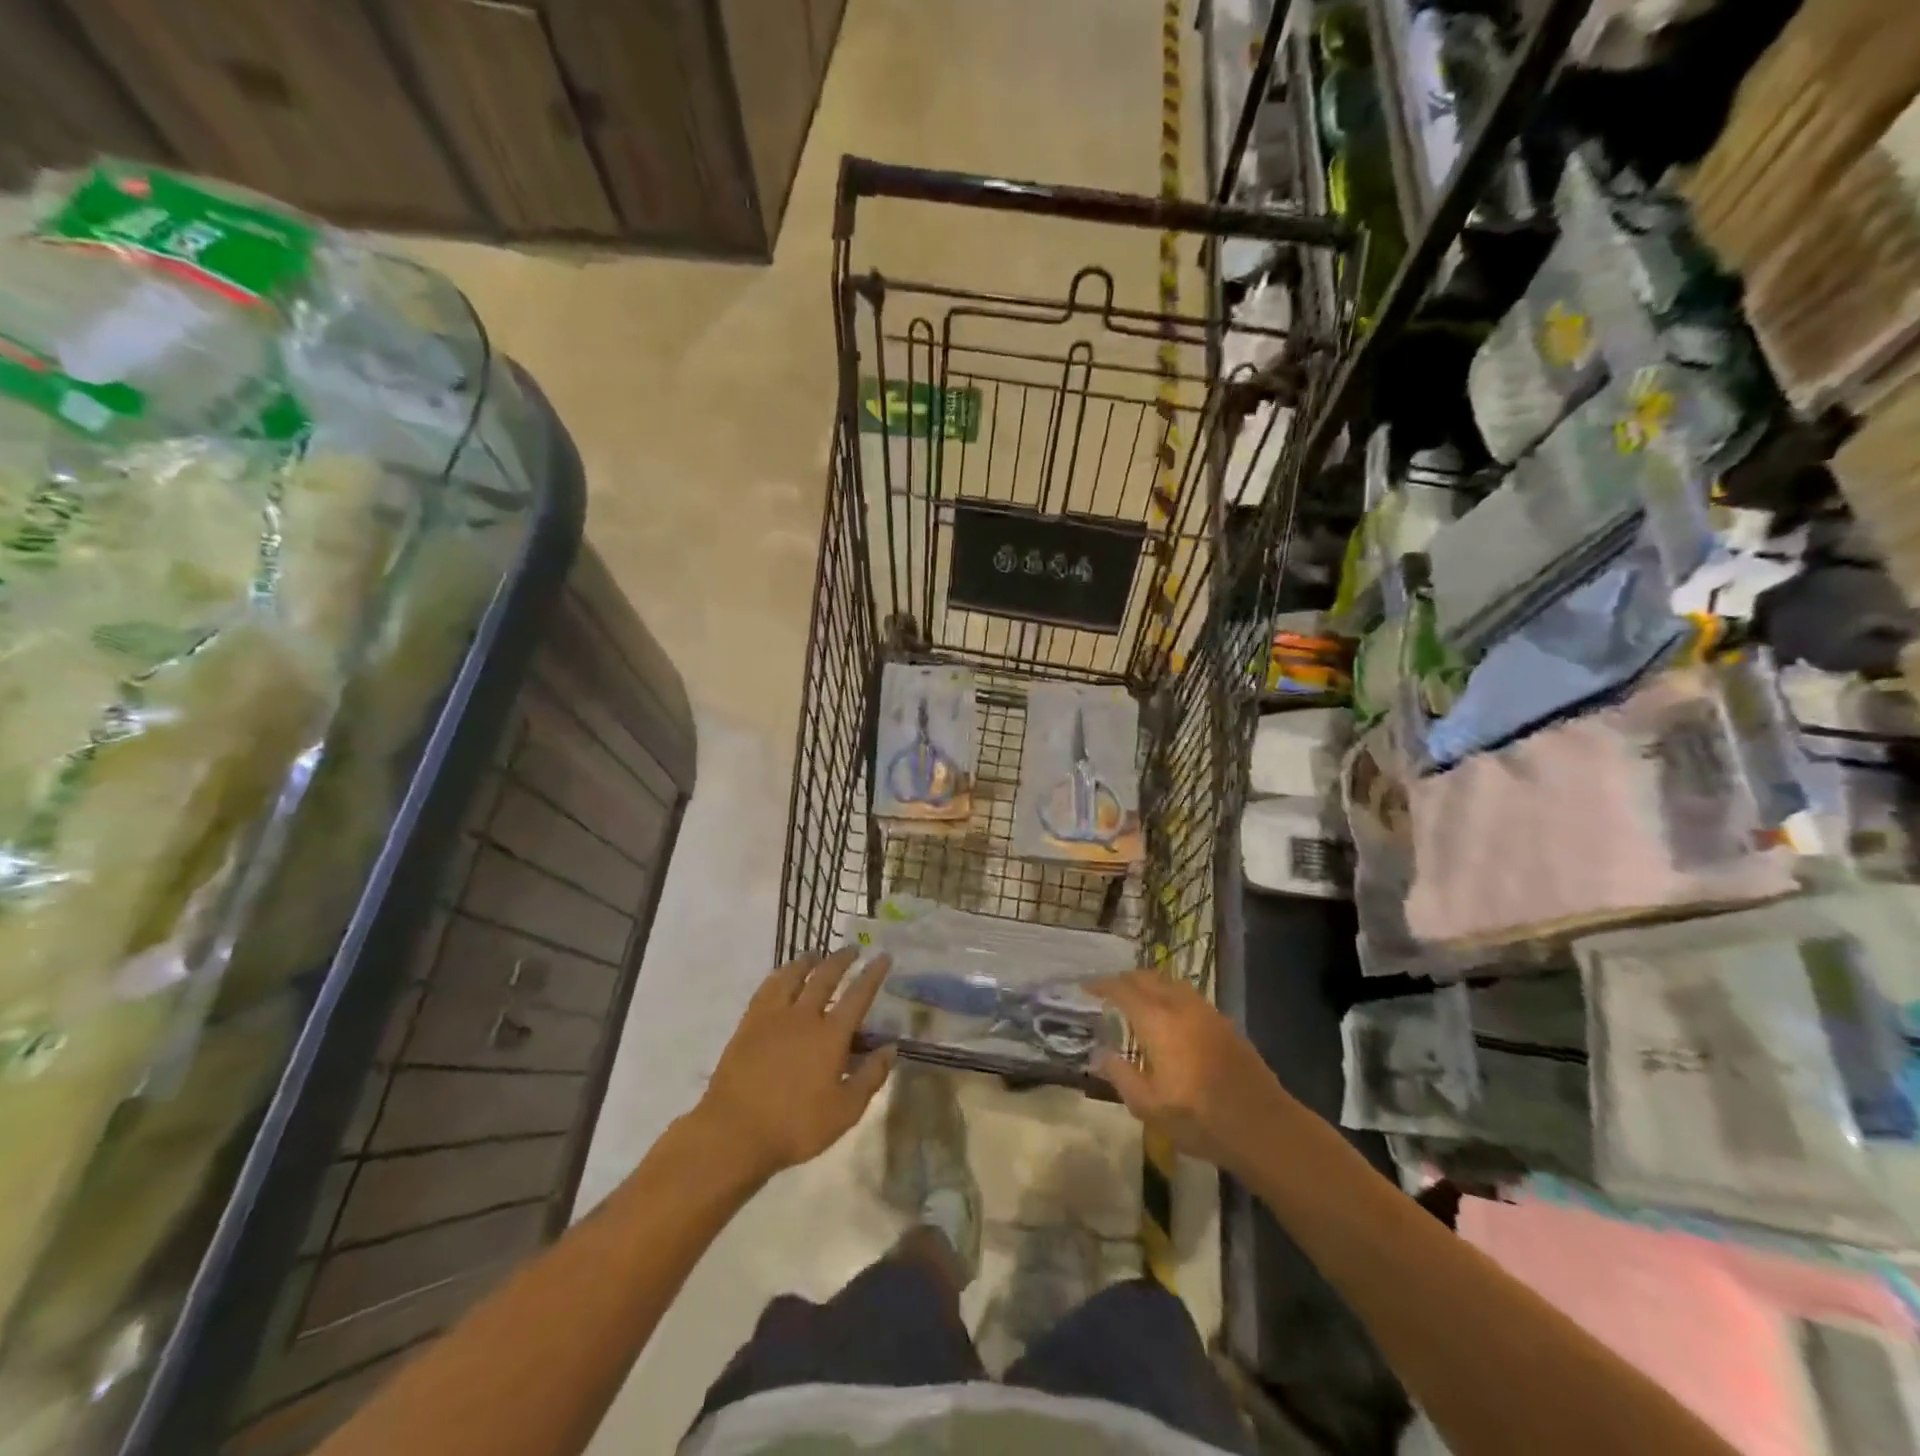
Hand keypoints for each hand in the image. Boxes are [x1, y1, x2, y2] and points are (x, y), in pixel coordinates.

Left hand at [698, 948, 896, 1180]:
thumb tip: (891, 1048)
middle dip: (841, 960)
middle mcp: (804, 1016)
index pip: (858, 995)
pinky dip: (778, 976)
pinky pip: (766, 989)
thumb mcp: (844, 1111)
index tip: (882, 956)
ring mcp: (773, 1017)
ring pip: (792, 976)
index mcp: (831, 1035)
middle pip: (825, 977)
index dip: (873, 974)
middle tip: (852, 949)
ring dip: (807, 962)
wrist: (734, 1131)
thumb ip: (870, 1077)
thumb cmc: (795, 1125)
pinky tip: (780, 977)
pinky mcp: (748, 1024)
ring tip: (815, 955)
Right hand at [1091, 970, 1297, 1174]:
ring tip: (1136, 998)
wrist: (1263, 1126)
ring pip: (1171, 982)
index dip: (1102, 985)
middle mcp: (1181, 1007)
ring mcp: (1206, 1012)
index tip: (1086, 987)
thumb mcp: (1149, 1107)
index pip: (1123, 990)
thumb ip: (1121, 1076)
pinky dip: (1169, 994)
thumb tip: (1102, 1054)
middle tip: (1108, 991)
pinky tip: (1168, 1015)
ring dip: (1149, 983)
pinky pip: (1188, 994)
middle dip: (1125, 979)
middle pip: (1148, 977)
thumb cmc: (1200, 1119)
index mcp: (1158, 1022)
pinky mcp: (1224, 1023)